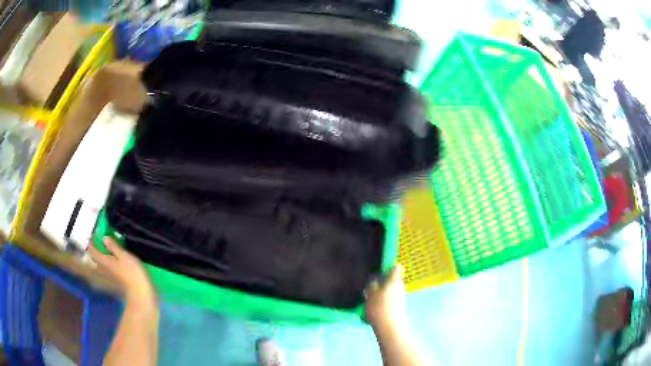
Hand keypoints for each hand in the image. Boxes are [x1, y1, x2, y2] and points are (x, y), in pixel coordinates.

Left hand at [89, 238, 156, 306]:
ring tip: (105, 254)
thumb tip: (104, 237)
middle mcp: (103, 269)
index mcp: (104, 261)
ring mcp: (109, 278)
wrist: (141, 294)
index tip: (94, 235)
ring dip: (100, 260)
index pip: (92, 251)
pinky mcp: (116, 283)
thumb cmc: (132, 273)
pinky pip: (107, 273)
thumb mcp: (124, 256)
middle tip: (99, 244)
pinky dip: (107, 267)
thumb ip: (113, 247)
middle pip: (94, 260)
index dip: (91, 242)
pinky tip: (112, 266)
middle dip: (94, 252)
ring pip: (100, 267)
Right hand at [364, 265, 407, 334]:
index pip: (396, 267)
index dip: (389, 266)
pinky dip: (383, 301)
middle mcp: (399, 286)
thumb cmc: (379, 308)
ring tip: (369, 298)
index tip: (379, 269)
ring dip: (382, 292)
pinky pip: (390, 299)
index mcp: (394, 280)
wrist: (390, 327)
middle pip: (393, 279)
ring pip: (391, 290)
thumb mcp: (370, 294)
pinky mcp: (398, 307)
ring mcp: (400, 297)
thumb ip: (372, 285)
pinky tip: (373, 308)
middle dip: (382, 281)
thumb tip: (374, 280)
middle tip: (370, 285)